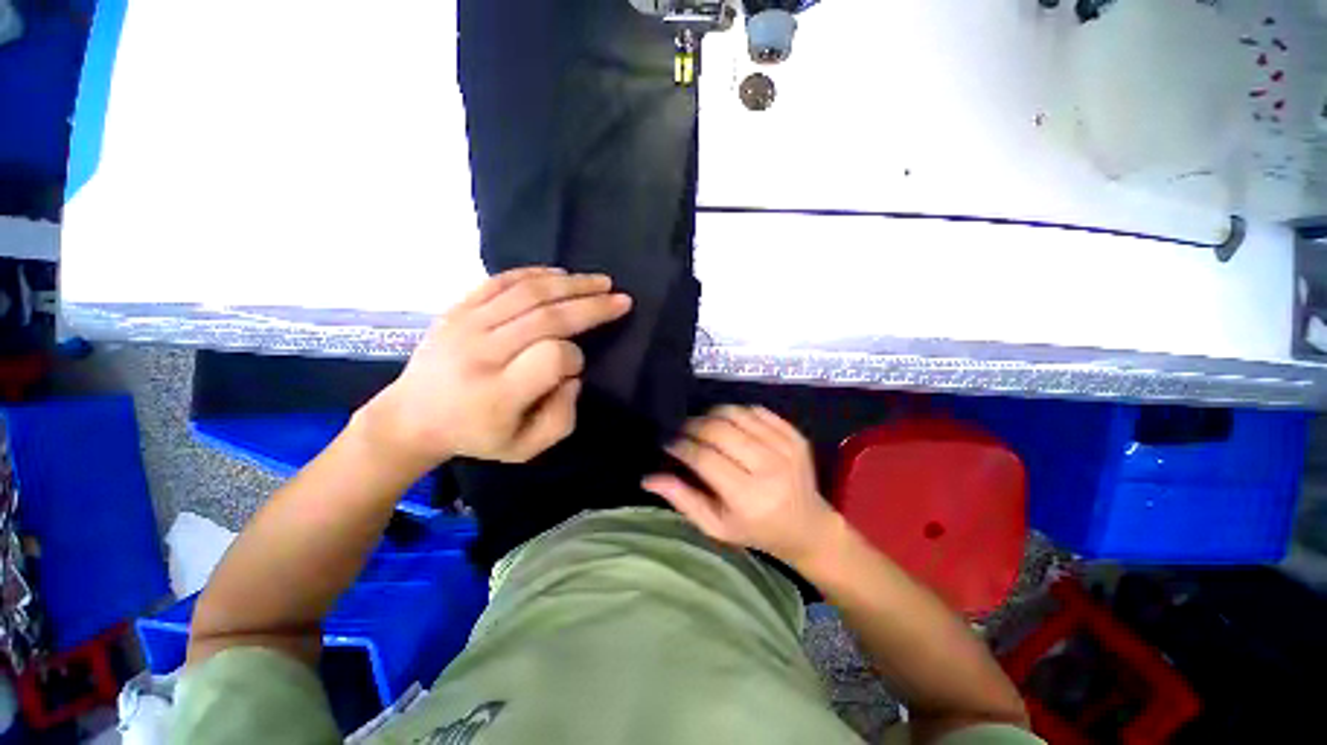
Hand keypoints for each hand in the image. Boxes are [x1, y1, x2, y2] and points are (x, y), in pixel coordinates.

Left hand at [362, 267, 631, 467]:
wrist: (411, 417)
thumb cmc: (476, 436)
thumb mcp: (525, 449)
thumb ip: (562, 418)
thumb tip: (574, 375)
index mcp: (498, 393)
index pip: (553, 357)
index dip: (576, 358)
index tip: (578, 366)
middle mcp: (482, 353)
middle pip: (547, 317)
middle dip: (591, 305)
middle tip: (621, 299)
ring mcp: (466, 324)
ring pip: (528, 293)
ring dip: (572, 284)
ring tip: (601, 281)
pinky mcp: (457, 309)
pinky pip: (500, 281)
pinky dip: (535, 273)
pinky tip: (561, 273)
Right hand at [643, 406, 839, 566]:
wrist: (808, 525)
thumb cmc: (756, 530)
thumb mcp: (716, 525)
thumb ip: (683, 499)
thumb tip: (648, 478)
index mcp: (748, 497)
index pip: (704, 458)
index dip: (680, 446)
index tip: (668, 443)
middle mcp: (769, 468)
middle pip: (719, 431)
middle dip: (693, 426)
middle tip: (682, 431)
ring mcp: (786, 448)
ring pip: (736, 414)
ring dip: (712, 415)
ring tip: (703, 426)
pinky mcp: (795, 436)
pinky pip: (757, 411)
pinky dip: (737, 412)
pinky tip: (730, 424)